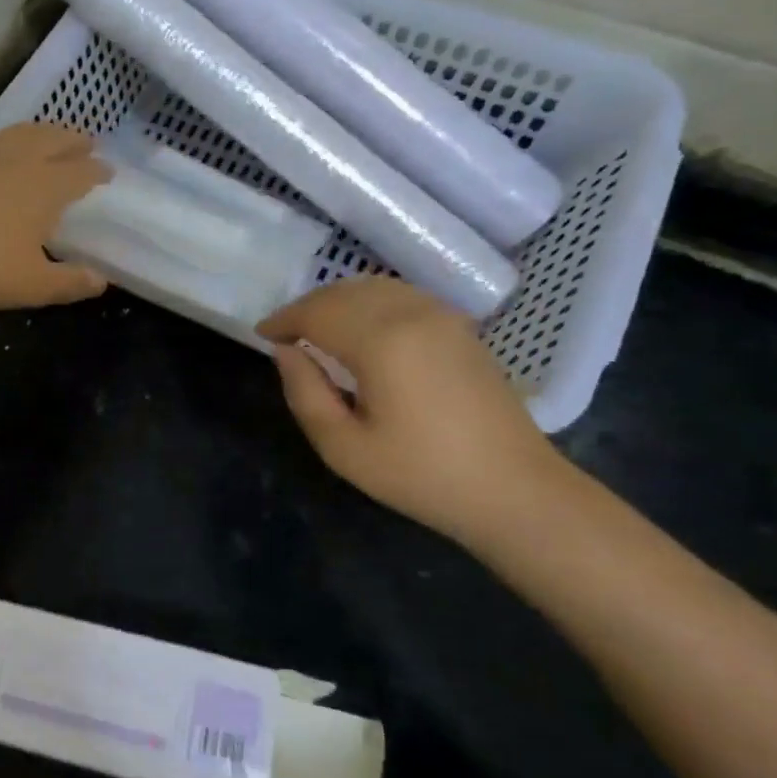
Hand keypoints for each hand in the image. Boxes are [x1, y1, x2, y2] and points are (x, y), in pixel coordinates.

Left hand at [0, 123, 110, 309]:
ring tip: (52, 136)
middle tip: (88, 142)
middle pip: (54, 141)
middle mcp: (21, 163)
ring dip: (44, 132)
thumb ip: (69, 282)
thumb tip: (101, 281)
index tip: (109, 171)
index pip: (80, 172)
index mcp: (46, 187)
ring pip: (24, 135)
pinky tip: (7, 151)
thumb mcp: (33, 285)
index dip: (97, 171)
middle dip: (74, 141)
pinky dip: (14, 139)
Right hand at [256, 277, 569, 544]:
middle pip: (344, 293)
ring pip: (374, 287)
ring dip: (337, 301)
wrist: (514, 490)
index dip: (283, 320)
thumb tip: (287, 353)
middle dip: (307, 307)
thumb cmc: (421, 475)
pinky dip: (368, 302)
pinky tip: (360, 329)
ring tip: (316, 330)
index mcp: (382, 341)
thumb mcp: (344, 447)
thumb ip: (305, 393)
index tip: (262, 335)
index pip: (317, 313)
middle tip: (284, 334)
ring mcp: (443, 317)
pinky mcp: (461, 328)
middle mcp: (412, 314)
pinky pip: (401, 296)